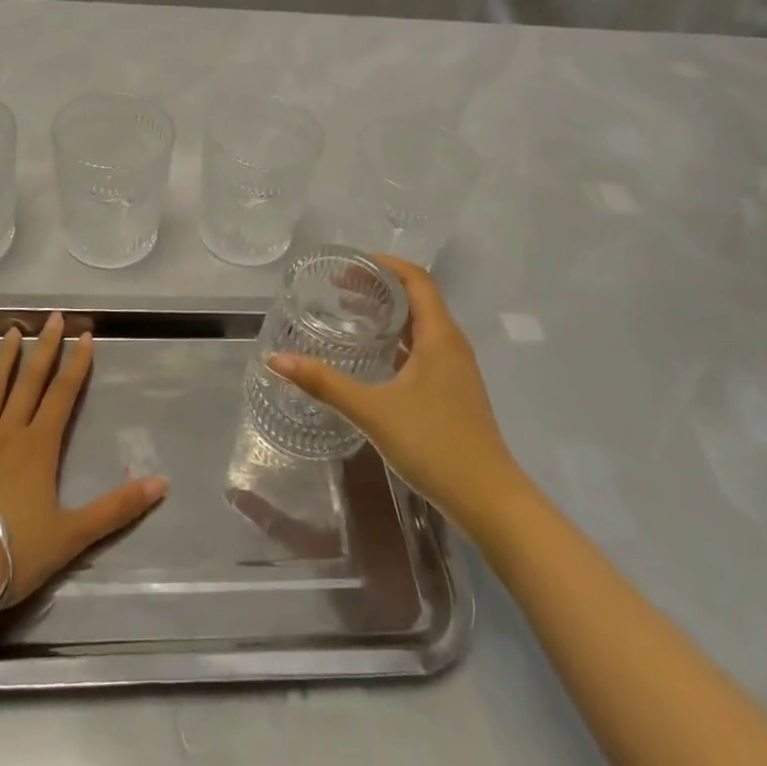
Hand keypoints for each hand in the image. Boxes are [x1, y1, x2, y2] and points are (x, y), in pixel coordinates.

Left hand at [0, 312, 168, 610]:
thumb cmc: (14, 551)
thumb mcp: (74, 535)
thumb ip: (117, 508)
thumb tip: (163, 483)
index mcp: (40, 446)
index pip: (64, 395)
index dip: (77, 364)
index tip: (86, 335)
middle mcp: (9, 432)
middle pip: (30, 382)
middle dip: (45, 348)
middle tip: (53, 317)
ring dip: (4, 358)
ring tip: (12, 330)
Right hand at [268, 256, 517, 532]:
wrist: (489, 501)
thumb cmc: (434, 445)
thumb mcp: (373, 411)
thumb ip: (325, 383)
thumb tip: (277, 359)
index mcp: (439, 336)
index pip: (416, 279)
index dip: (383, 264)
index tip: (347, 264)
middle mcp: (451, 345)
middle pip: (417, 298)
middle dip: (379, 287)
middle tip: (337, 287)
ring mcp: (455, 370)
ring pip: (420, 326)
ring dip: (388, 314)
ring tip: (349, 314)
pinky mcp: (452, 391)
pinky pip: (422, 349)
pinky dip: (396, 341)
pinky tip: (372, 357)